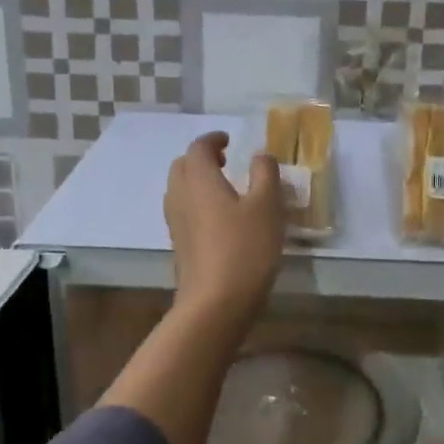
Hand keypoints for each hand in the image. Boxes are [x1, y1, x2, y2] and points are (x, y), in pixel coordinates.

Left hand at [163, 132, 283, 326]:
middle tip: (226, 161)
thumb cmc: (245, 248)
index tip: (230, 140)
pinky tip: (220, 219)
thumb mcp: (267, 207)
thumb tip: (260, 155)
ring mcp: (175, 223)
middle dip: (201, 158)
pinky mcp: (179, 245)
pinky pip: (183, 211)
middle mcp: (180, 196)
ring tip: (225, 188)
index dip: (213, 139)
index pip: (198, 147)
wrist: (215, 303)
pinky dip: (197, 203)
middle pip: (182, 166)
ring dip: (198, 181)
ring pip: (179, 189)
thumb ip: (265, 174)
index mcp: (199, 179)